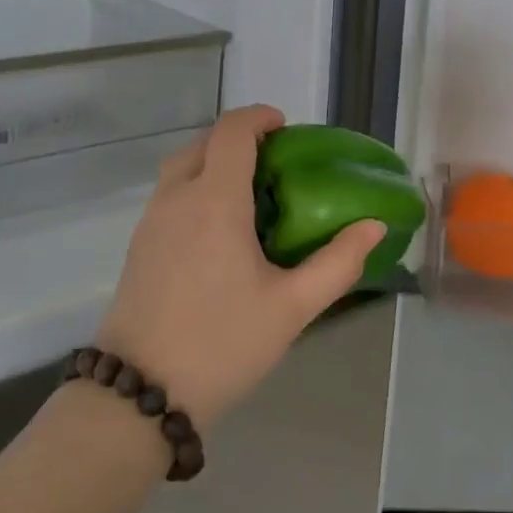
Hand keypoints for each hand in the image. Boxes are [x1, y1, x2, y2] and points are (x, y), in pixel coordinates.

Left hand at [95, 105, 386, 429]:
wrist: (140, 395)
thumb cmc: (222, 343)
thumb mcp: (292, 307)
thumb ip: (338, 263)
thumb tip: (373, 226)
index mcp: (213, 201)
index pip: (232, 132)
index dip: (259, 117)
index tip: (285, 127)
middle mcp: (176, 199)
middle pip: (203, 143)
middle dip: (238, 140)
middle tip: (274, 164)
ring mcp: (150, 222)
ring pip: (181, 169)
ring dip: (213, 164)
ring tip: (249, 195)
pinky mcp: (138, 246)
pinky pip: (169, 197)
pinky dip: (195, 189)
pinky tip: (219, 232)